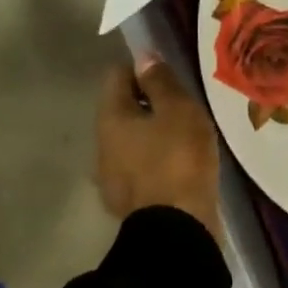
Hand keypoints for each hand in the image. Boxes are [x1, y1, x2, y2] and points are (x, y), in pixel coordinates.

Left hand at [96, 55, 221, 242]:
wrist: (177, 229)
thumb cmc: (178, 159)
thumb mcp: (178, 110)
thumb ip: (160, 82)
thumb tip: (144, 57)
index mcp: (111, 118)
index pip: (116, 75)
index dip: (142, 68)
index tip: (170, 74)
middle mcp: (102, 144)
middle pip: (122, 109)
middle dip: (148, 102)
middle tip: (183, 104)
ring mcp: (111, 176)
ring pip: (131, 139)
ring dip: (153, 133)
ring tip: (185, 135)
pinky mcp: (128, 200)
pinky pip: (140, 166)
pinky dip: (157, 159)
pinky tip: (180, 164)